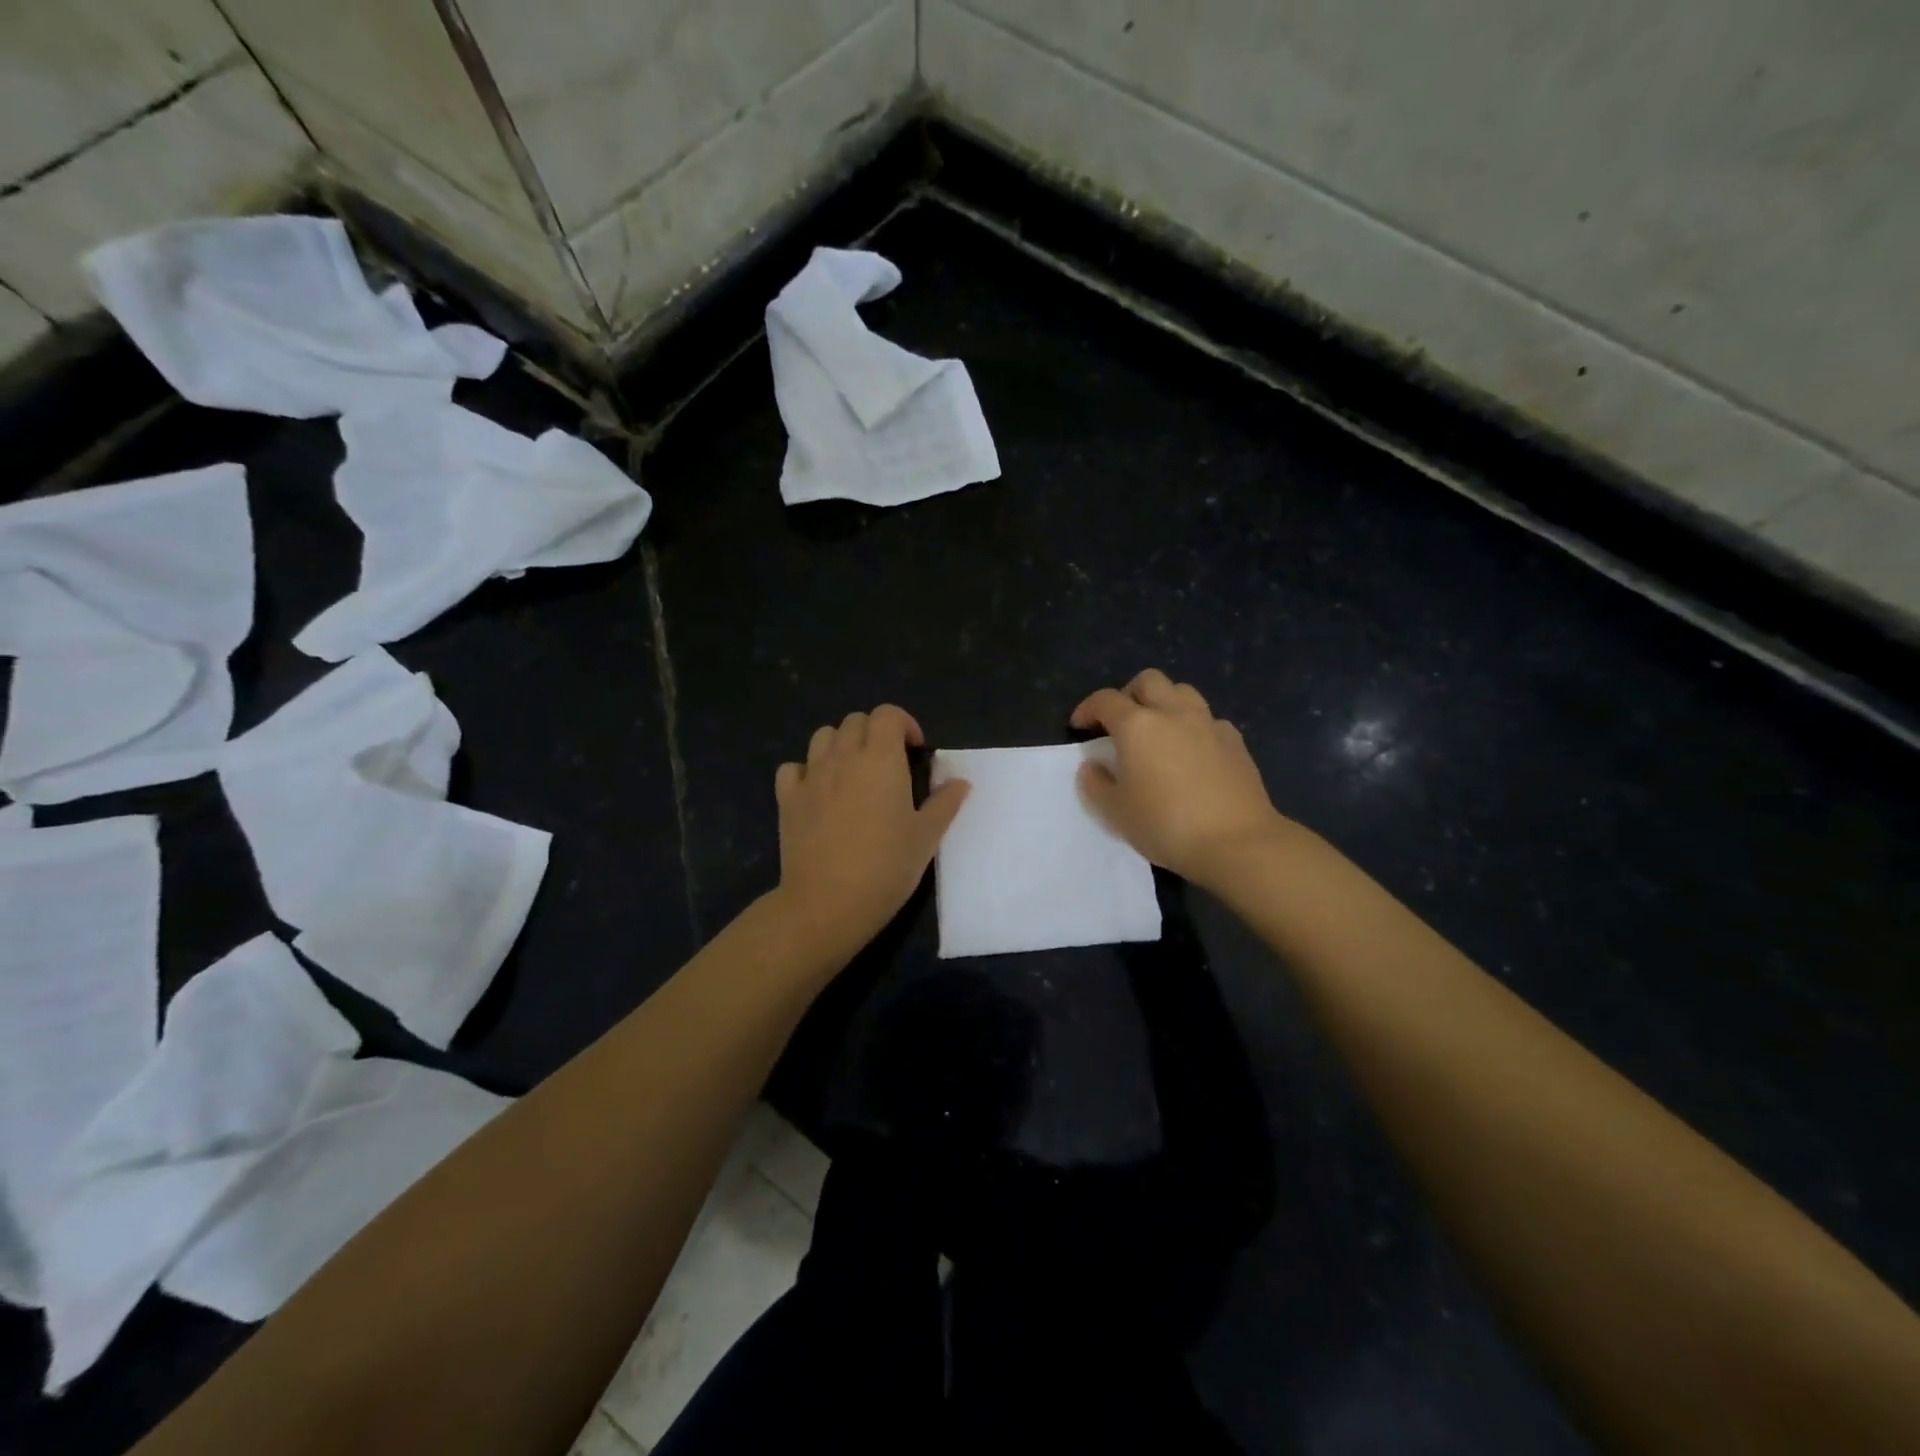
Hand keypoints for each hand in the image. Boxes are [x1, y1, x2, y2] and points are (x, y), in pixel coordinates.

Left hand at [773, 704, 968, 956]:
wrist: (828, 902)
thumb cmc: (886, 867)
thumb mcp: (926, 837)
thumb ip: (944, 803)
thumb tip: (960, 782)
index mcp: (881, 759)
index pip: (887, 714)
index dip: (904, 724)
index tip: (915, 752)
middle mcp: (843, 757)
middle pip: (855, 721)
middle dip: (874, 733)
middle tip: (888, 765)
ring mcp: (811, 776)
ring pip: (823, 736)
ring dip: (841, 745)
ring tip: (854, 773)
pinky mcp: (787, 799)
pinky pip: (793, 768)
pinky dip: (806, 771)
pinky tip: (818, 792)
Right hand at [1071, 669, 1290, 888]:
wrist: (1237, 842)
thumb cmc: (1165, 825)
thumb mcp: (1116, 812)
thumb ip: (1097, 784)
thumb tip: (1092, 766)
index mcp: (1137, 726)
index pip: (1105, 700)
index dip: (1088, 709)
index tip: (1080, 726)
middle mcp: (1173, 714)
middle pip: (1148, 681)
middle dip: (1129, 694)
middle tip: (1120, 722)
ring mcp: (1208, 724)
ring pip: (1183, 692)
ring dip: (1164, 702)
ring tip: (1158, 731)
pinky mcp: (1235, 742)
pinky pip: (1209, 720)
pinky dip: (1194, 726)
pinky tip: (1192, 752)